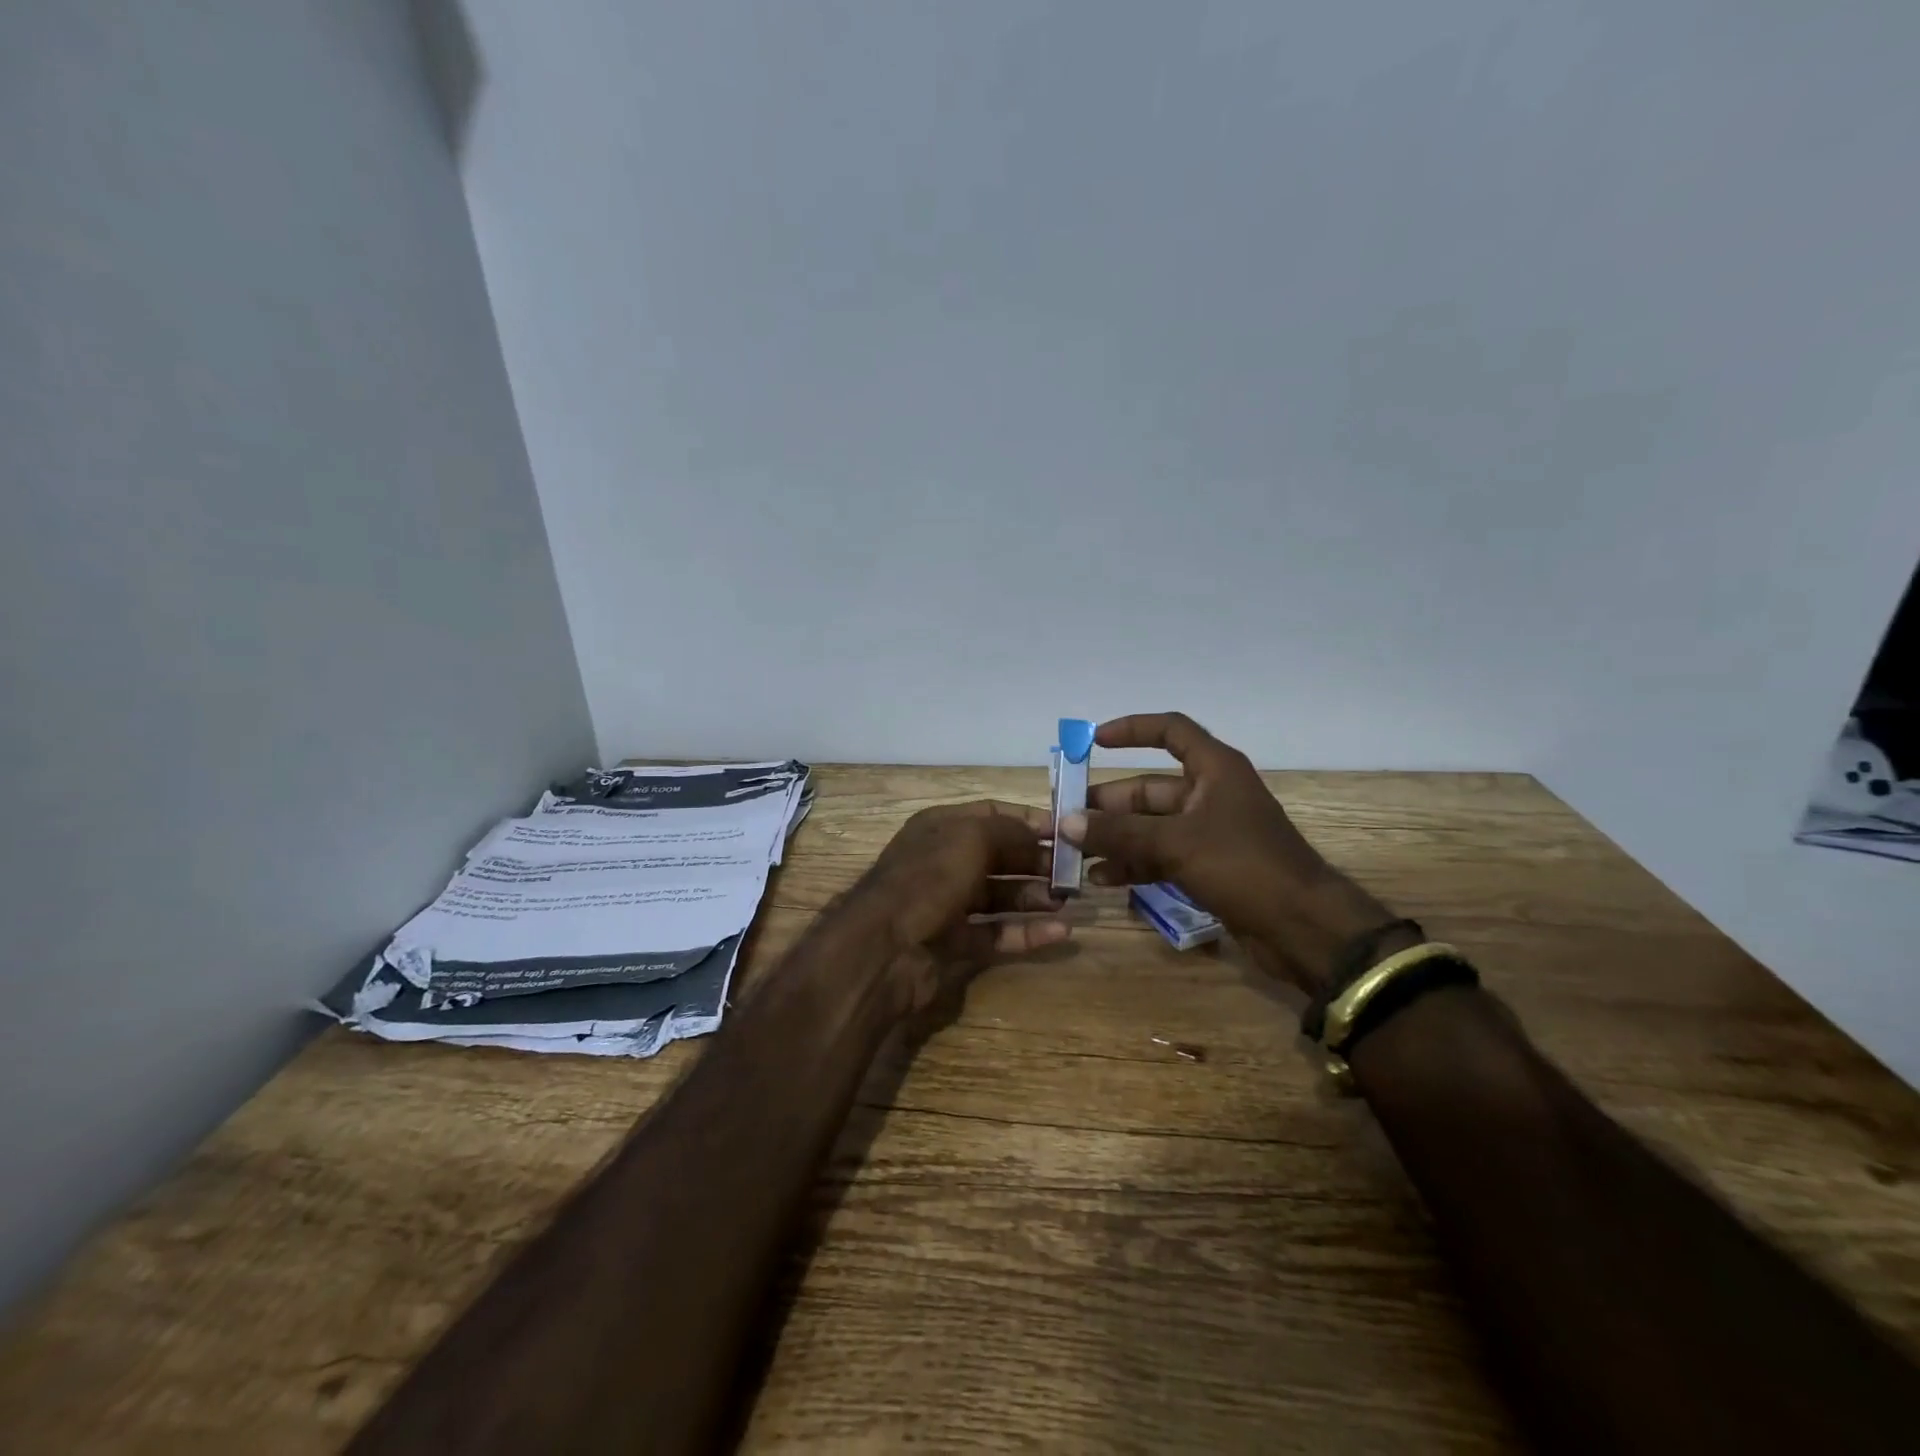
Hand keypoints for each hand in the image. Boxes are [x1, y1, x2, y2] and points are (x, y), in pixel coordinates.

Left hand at [847, 800, 1072, 1013]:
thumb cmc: (928, 878)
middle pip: (998, 856)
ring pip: (999, 895)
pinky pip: (996, 933)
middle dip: (1035, 860)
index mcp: (940, 828)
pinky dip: (1025, 933)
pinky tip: (1059, 933)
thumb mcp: (971, 838)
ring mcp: (947, 904)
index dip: (1027, 820)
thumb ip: (1009, 830)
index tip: (1065, 830)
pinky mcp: (954, 943)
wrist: (884, 948)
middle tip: (1073, 871)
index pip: (990, 814)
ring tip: (1068, 900)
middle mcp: (943, 862)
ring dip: (1033, 896)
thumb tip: (1040, 831)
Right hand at [1061, 713, 1402, 995]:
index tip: (1093, 741)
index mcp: (1214, 770)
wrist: (1304, 928)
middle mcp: (1210, 794)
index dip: (1132, 730)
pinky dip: (1134, 865)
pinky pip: (1161, 857)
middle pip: (1149, 788)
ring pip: (1151, 826)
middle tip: (1066, 820)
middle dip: (1108, 804)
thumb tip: (1065, 822)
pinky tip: (1103, 880)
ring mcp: (1209, 833)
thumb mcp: (1177, 844)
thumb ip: (1120, 833)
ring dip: (1116, 839)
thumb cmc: (1245, 866)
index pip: (1170, 731)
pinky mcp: (1208, 867)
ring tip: (1075, 854)